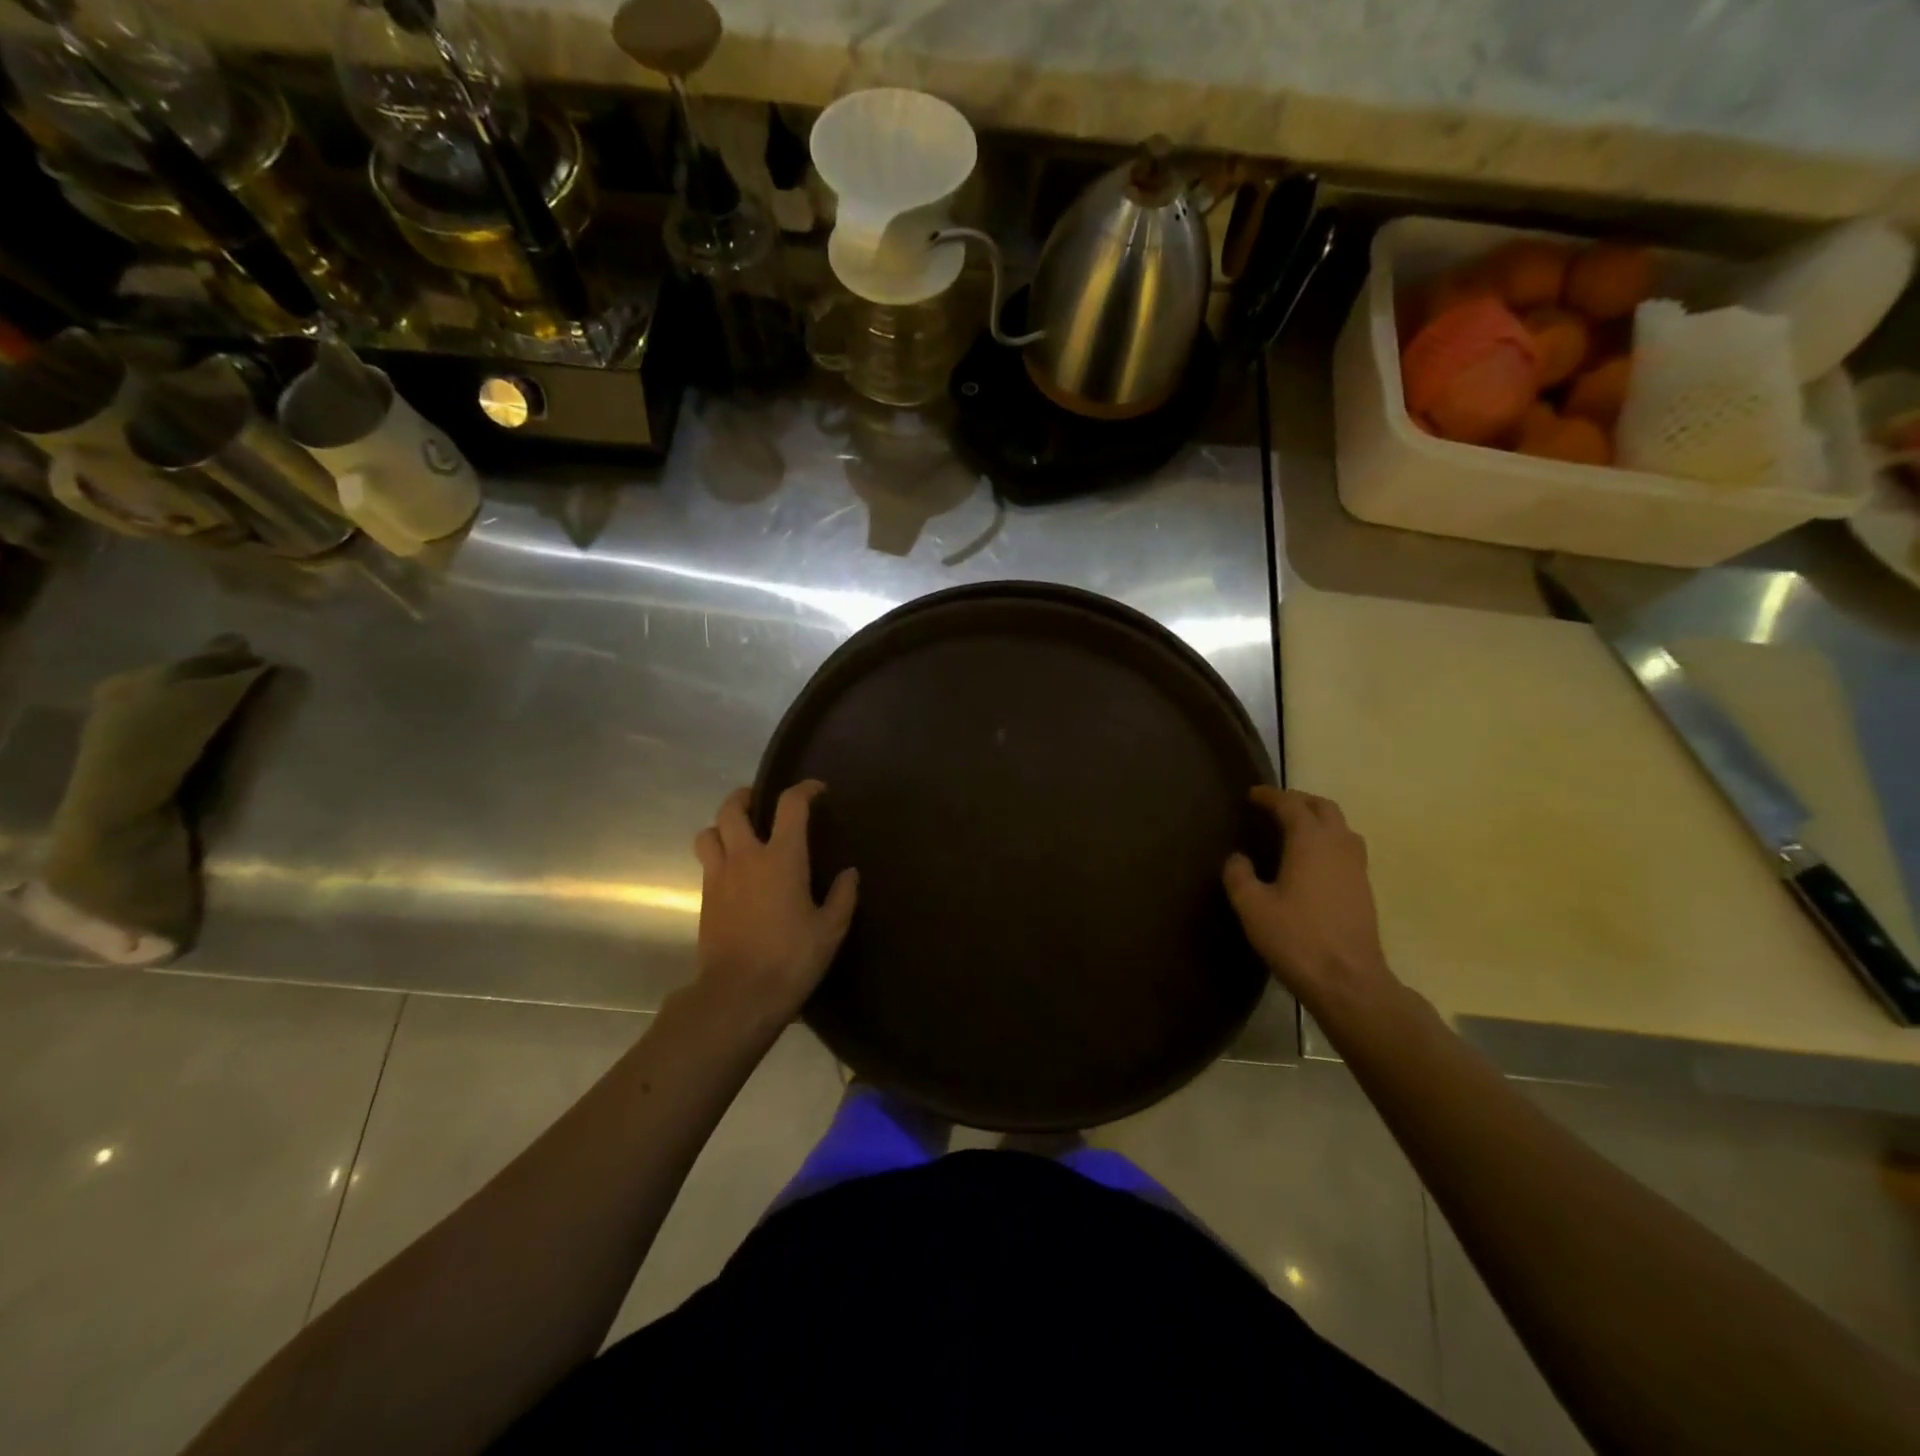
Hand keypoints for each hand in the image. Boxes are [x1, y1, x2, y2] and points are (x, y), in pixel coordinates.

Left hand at [692, 781, 857, 1021]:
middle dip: (746, 797)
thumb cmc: (791, 958)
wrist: (738, 995)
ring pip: (708, 833)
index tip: (817, 791)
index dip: (804, 790)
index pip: (790, 805)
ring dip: (722, 826)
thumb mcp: (830, 930)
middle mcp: (745, 857)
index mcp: (782, 858)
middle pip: (732, 809)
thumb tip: (850, 873)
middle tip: (761, 803)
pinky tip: (735, 874)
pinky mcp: (705, 899)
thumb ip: (843, 896)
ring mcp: (719, 877)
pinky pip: (706, 863)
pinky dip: (718, 856)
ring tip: (740, 835)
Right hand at [1224, 787, 1396, 1011]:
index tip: (1252, 795)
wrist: (1348, 981)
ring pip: (1341, 827)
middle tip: (1275, 806)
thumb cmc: (1296, 939)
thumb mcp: (1252, 907)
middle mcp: (1338, 846)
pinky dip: (1329, 841)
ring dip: (1319, 819)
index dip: (1270, 796)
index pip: (1291, 805)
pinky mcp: (1364, 889)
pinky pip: (1347, 849)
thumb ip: (1239, 876)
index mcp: (1310, 842)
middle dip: (1299, 801)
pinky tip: (1313, 861)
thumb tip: (1238, 858)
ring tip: (1295, 829)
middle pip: (1324, 808)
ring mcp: (1357, 868)